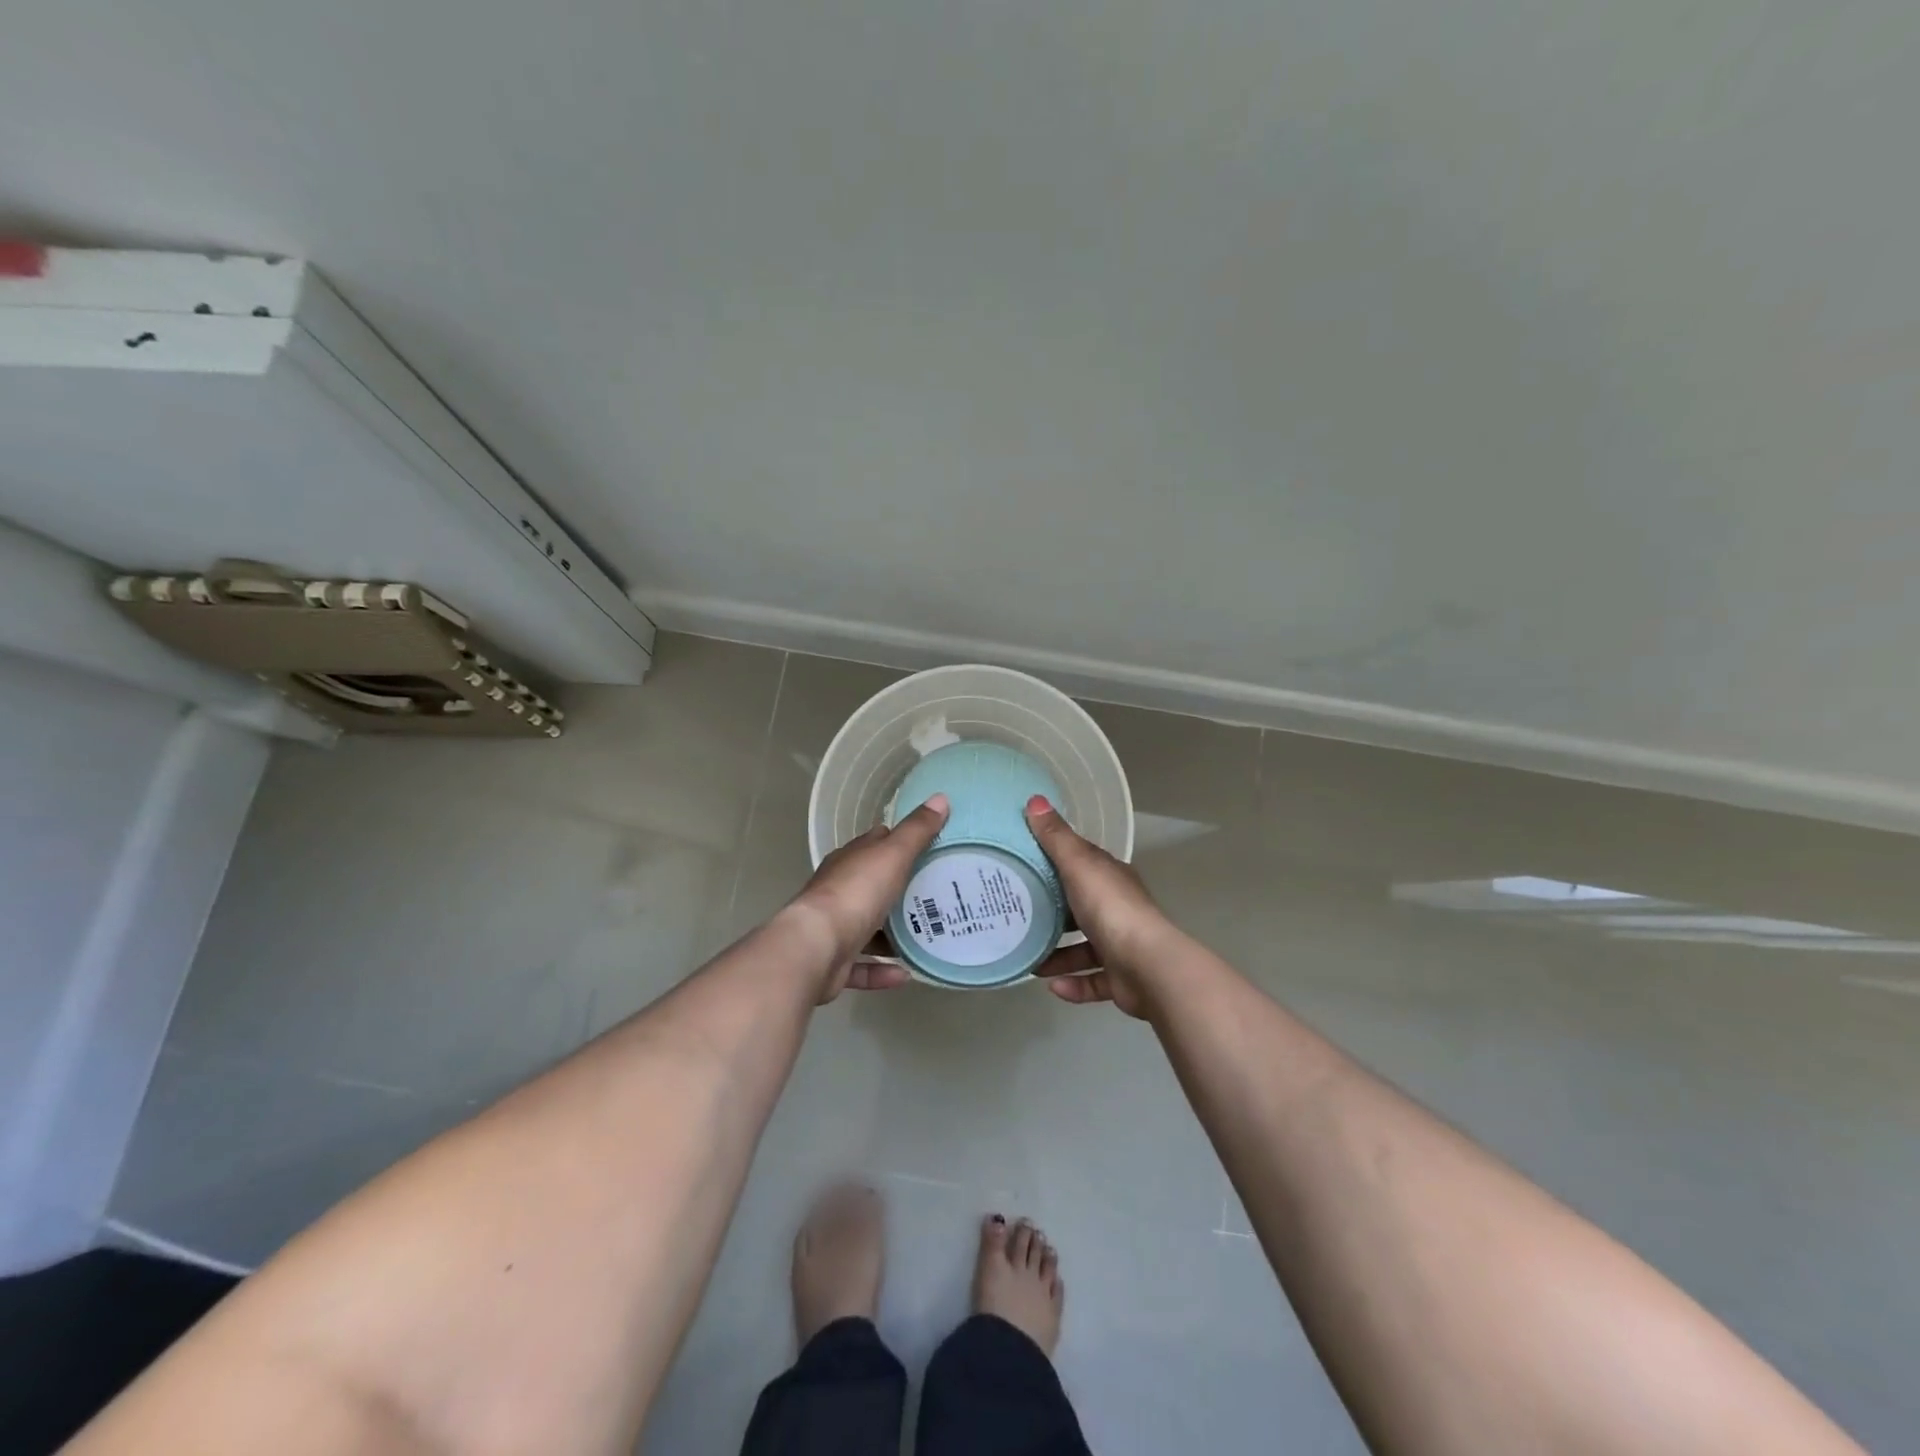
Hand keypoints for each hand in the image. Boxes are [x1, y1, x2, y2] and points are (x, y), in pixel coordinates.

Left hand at [785, 795, 949, 1001]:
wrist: (814, 948)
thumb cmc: (855, 894)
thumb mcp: (892, 855)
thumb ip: (917, 831)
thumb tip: (940, 798)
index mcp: (849, 862)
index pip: (874, 844)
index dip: (897, 842)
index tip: (927, 847)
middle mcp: (838, 892)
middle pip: (871, 886)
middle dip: (898, 890)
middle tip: (936, 895)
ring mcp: (833, 929)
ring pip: (865, 928)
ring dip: (890, 935)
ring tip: (925, 936)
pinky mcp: (832, 964)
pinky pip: (861, 967)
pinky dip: (881, 971)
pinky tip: (906, 973)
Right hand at [1025, 795, 1177, 1017]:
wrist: (1148, 967)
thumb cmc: (1111, 909)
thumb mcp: (1078, 865)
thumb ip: (1056, 837)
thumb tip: (1034, 799)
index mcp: (1110, 879)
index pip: (1082, 866)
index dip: (1056, 864)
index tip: (1024, 867)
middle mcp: (1118, 910)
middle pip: (1080, 908)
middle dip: (1052, 915)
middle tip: (1017, 917)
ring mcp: (1122, 947)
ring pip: (1084, 949)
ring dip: (1057, 956)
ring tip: (1028, 959)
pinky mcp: (1121, 980)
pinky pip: (1092, 982)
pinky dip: (1073, 984)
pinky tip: (1050, 986)